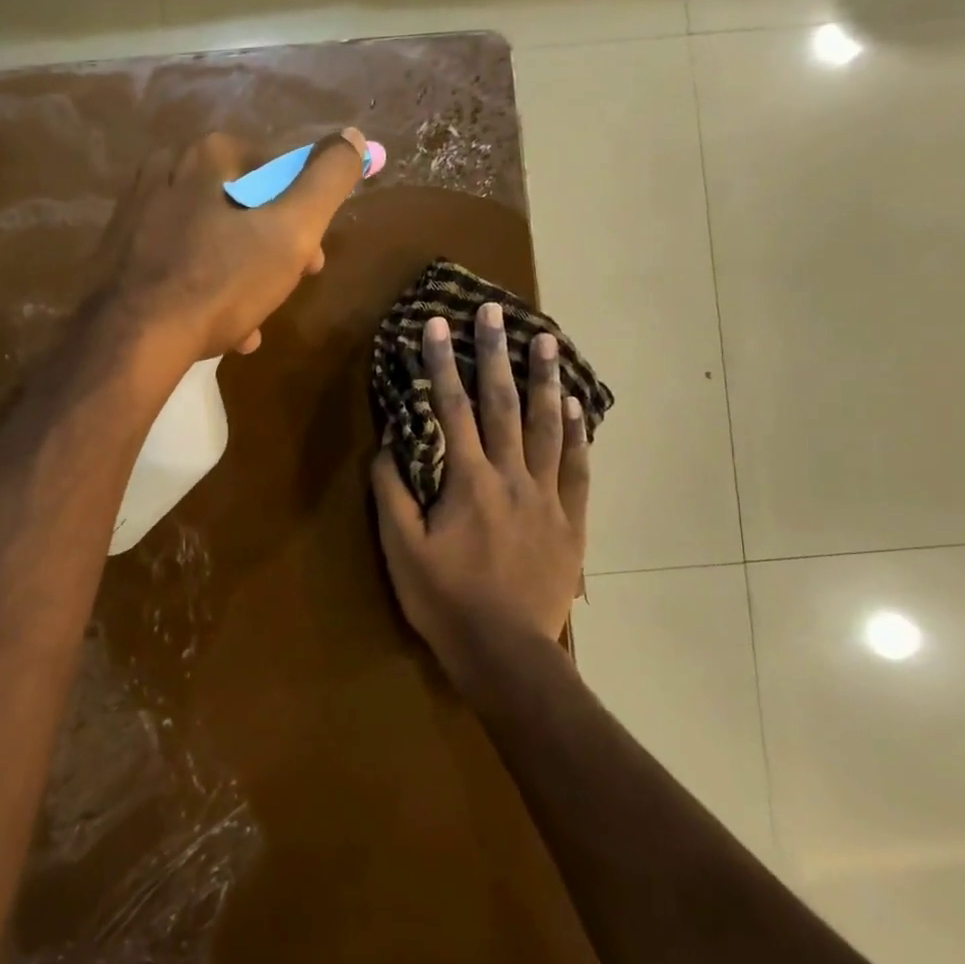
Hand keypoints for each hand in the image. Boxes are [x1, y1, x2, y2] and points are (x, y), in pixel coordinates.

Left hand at [93, 128, 366, 362]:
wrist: (133, 339)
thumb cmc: (220, 281)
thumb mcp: (291, 230)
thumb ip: (328, 180)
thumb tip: (353, 137)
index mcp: (207, 155)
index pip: (276, 170)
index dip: (304, 215)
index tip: (312, 258)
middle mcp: (166, 171)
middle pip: (242, 207)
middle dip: (272, 249)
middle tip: (285, 288)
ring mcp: (137, 214)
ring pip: (211, 240)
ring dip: (241, 277)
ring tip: (254, 319)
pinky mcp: (121, 254)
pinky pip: (179, 264)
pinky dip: (204, 289)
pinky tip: (220, 328)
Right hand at [371, 303, 591, 693]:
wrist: (507, 653)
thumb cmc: (445, 600)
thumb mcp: (401, 549)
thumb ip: (393, 492)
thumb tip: (388, 444)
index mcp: (468, 481)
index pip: (452, 409)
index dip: (443, 364)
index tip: (438, 324)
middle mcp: (511, 477)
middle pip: (503, 404)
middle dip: (495, 354)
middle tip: (495, 311)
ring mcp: (547, 496)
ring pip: (546, 426)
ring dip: (544, 380)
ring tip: (546, 339)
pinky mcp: (571, 520)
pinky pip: (576, 468)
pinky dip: (576, 433)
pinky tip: (575, 405)